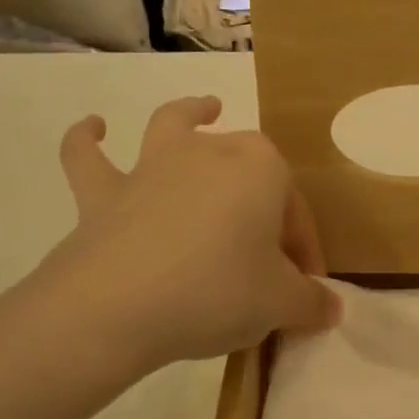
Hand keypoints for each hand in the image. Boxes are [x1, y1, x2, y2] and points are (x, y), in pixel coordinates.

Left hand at [2, 97, 338, 391]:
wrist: (117, 307)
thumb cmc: (216, 292)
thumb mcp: (279, 305)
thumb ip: (310, 303)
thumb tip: (332, 309)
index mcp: (261, 169)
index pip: (295, 210)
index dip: (304, 250)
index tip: (304, 289)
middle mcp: (208, 153)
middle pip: (247, 167)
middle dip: (263, 202)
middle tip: (265, 254)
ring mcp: (151, 167)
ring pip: (175, 126)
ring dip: (191, 114)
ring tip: (204, 109)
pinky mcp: (103, 193)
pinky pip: (89, 157)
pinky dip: (87, 140)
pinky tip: (92, 127)